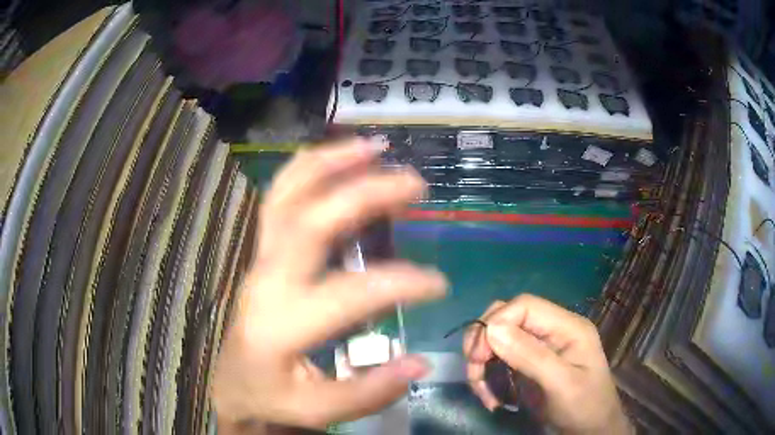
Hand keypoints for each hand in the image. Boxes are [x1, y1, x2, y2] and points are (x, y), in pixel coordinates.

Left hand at [212, 139, 447, 430]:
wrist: (235, 384)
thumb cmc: (275, 399)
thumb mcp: (319, 412)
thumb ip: (368, 392)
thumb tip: (419, 363)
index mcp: (279, 325)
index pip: (347, 294)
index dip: (400, 284)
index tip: (438, 284)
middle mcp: (266, 281)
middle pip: (309, 222)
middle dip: (364, 194)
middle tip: (414, 182)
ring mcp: (260, 260)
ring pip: (285, 196)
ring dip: (329, 164)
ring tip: (374, 146)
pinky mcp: (261, 253)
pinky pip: (278, 199)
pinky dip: (307, 169)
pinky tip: (337, 157)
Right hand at [464, 295, 631, 434]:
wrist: (590, 431)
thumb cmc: (584, 406)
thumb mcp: (562, 384)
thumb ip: (531, 356)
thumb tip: (491, 328)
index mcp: (567, 326)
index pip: (524, 306)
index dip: (496, 322)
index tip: (479, 355)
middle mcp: (551, 330)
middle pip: (507, 317)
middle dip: (483, 342)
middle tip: (474, 371)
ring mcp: (539, 348)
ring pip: (497, 339)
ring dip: (481, 363)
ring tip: (482, 392)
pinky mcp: (528, 365)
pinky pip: (498, 360)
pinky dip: (486, 376)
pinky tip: (491, 397)